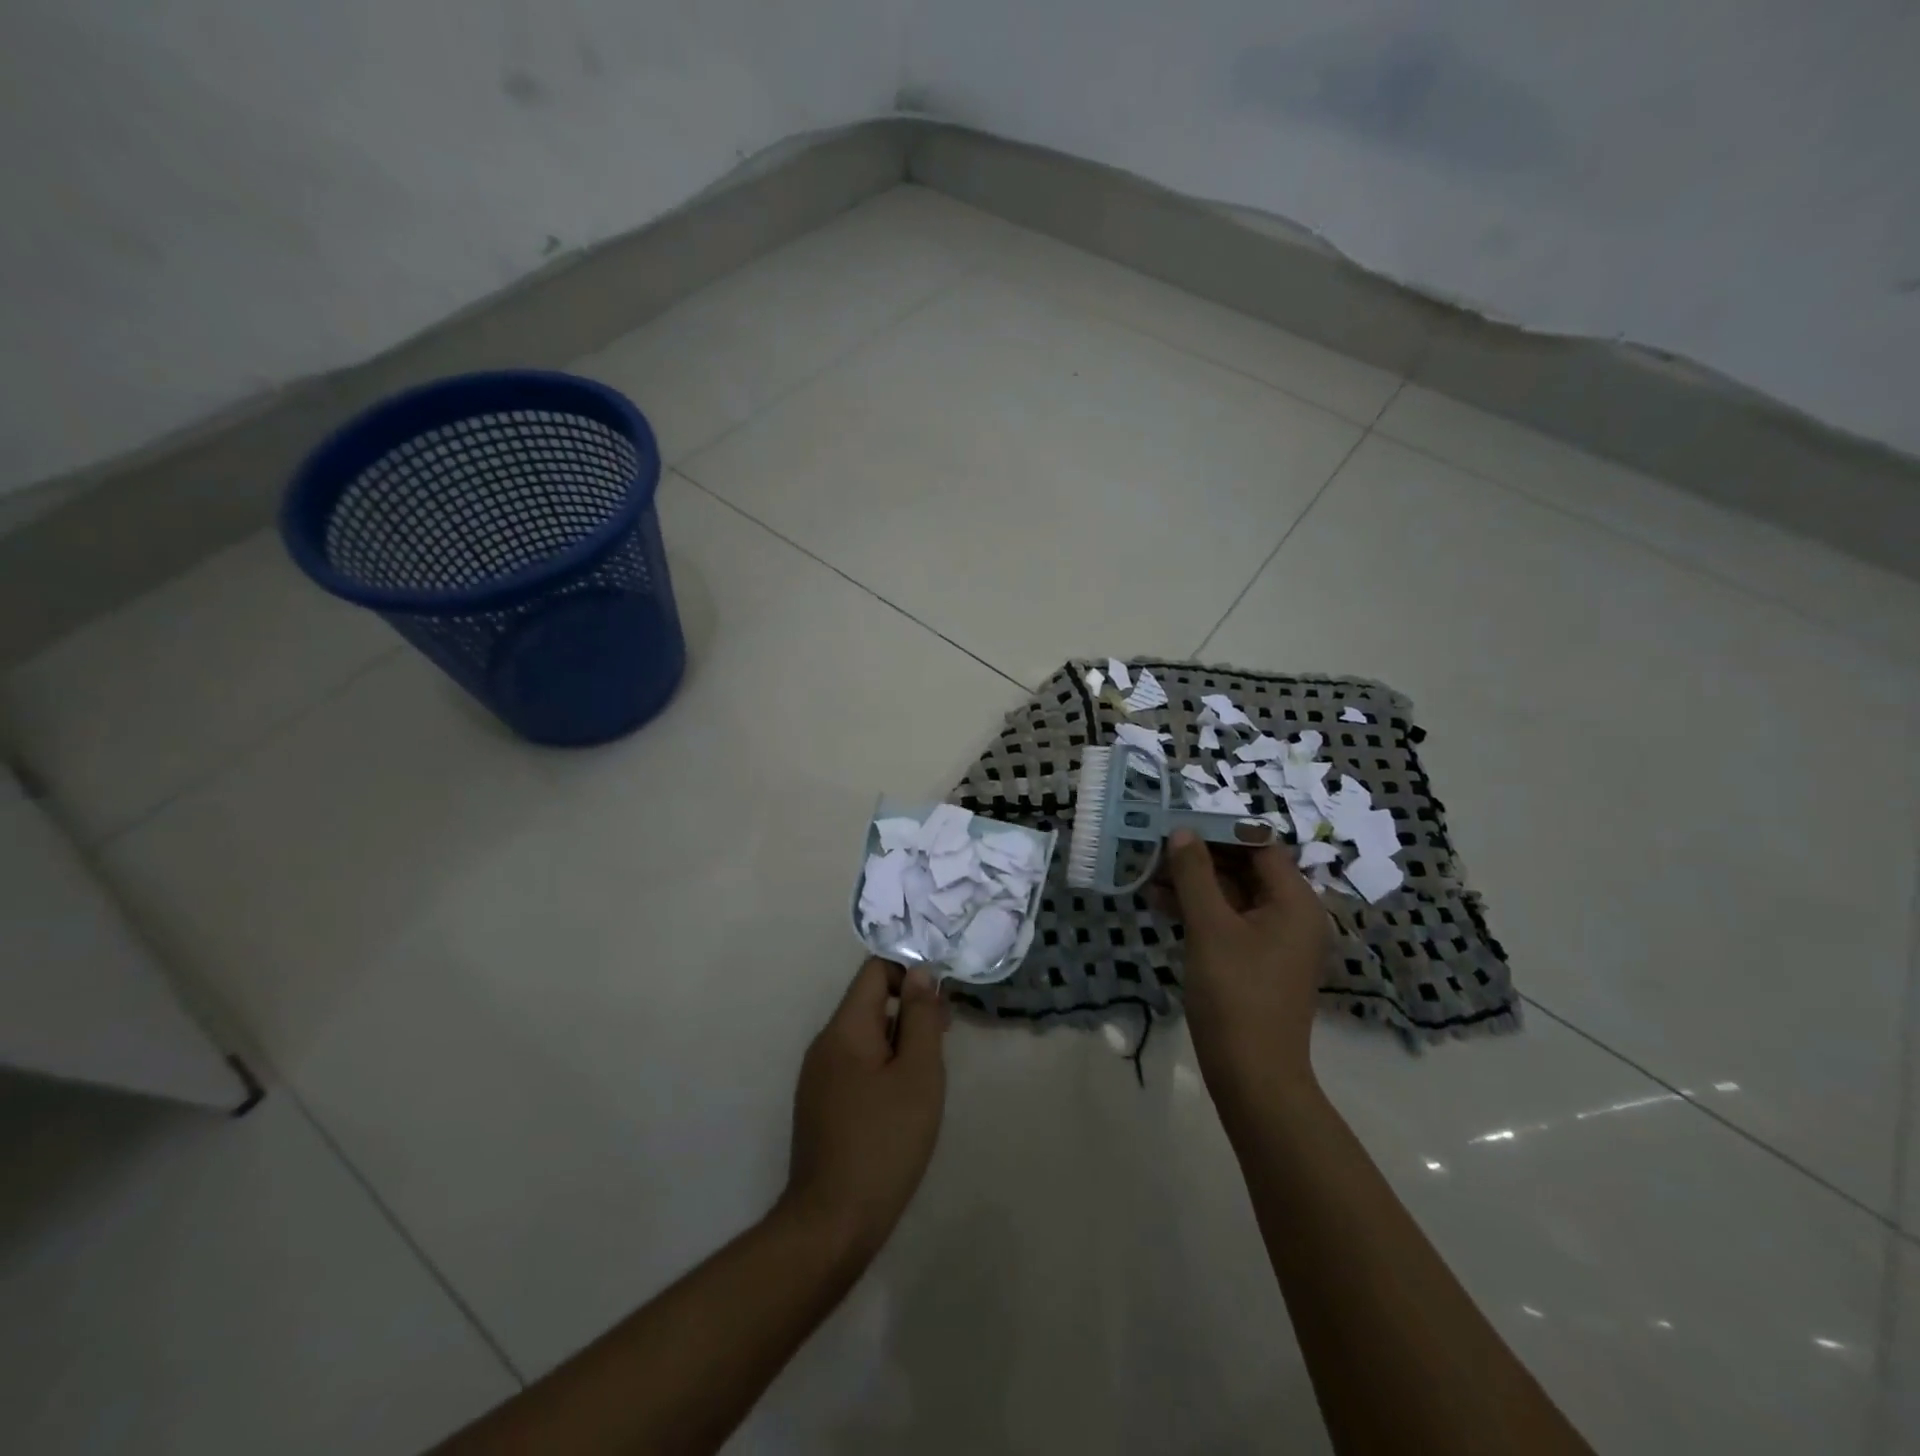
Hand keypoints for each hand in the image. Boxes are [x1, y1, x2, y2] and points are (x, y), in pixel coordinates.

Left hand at [783, 958, 947, 1261]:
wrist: (831, 1224)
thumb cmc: (884, 1142)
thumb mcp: (918, 1074)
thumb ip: (920, 1018)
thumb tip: (919, 973)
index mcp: (844, 1028)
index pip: (874, 970)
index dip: (910, 972)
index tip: (941, 1002)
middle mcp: (825, 1043)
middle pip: (869, 1001)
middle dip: (909, 1008)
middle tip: (945, 1037)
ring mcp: (818, 1076)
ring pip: (865, 1035)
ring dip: (899, 1039)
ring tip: (929, 1073)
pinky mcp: (821, 1104)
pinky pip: (856, 1063)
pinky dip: (883, 1065)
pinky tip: (904, 1100)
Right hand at [1165, 832, 1331, 1097]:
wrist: (1253, 1076)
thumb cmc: (1236, 994)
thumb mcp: (1210, 928)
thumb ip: (1195, 875)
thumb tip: (1182, 832)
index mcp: (1295, 902)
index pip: (1259, 846)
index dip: (1219, 830)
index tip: (1178, 823)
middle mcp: (1292, 915)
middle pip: (1245, 869)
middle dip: (1200, 857)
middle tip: (1156, 847)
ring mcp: (1274, 940)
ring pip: (1232, 896)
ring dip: (1193, 883)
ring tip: (1148, 874)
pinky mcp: (1256, 961)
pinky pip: (1228, 921)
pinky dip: (1198, 910)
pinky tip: (1160, 904)